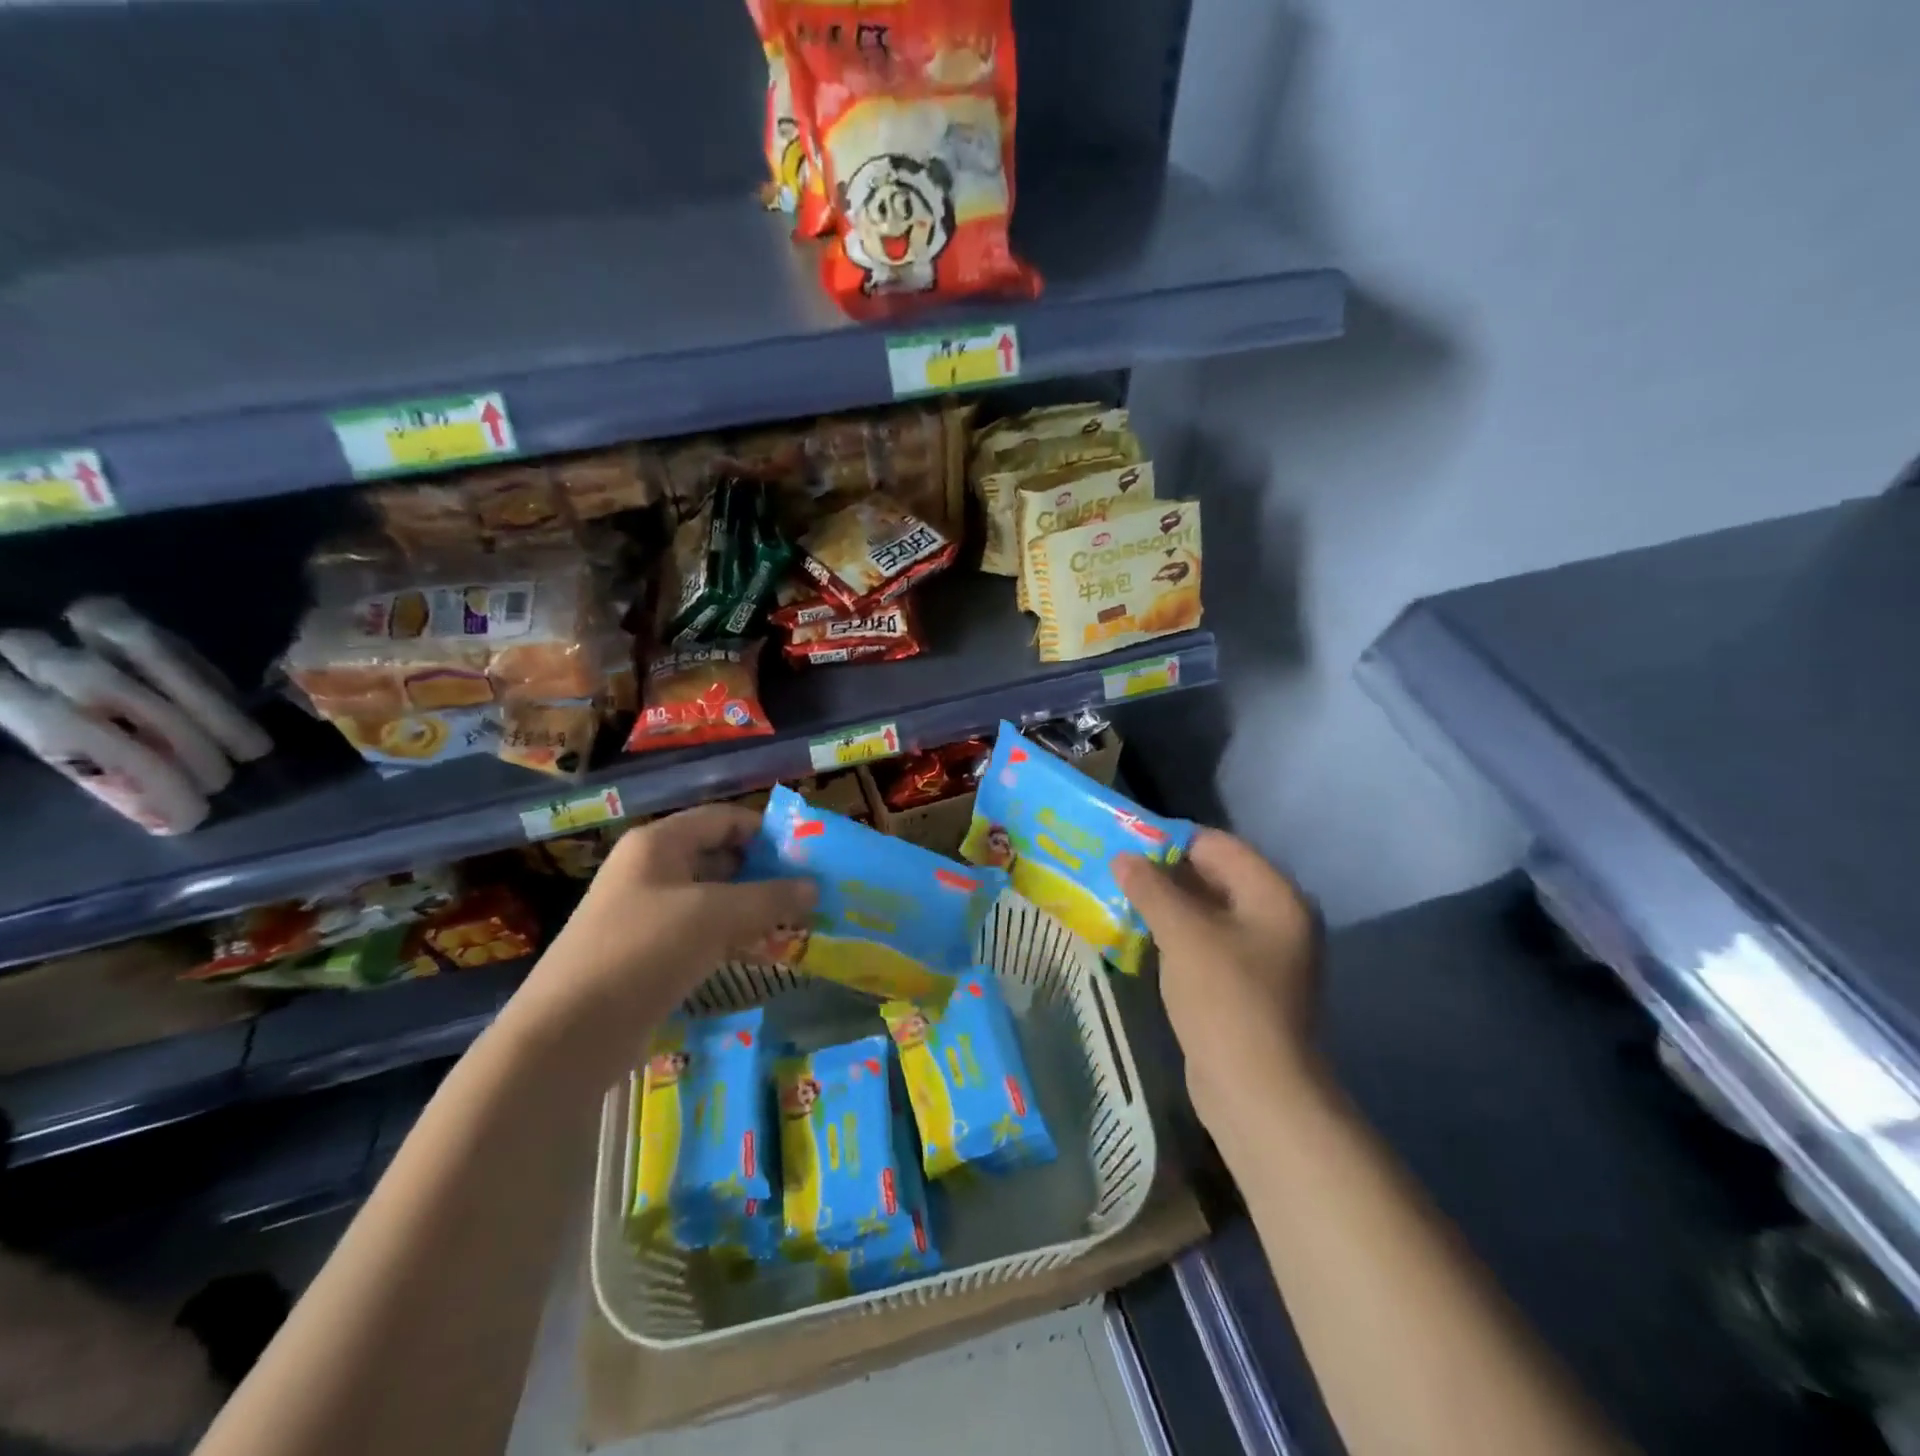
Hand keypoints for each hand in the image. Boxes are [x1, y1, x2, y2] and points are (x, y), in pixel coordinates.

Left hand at [514, 805, 814, 1076]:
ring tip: (797, 923)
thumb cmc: (645, 951)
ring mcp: (646, 912)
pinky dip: (732, 936)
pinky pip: (699, 931)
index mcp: (659, 843)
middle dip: (764, 873)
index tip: (807, 855)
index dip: (767, 832)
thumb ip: (770, 898)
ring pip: (712, 897)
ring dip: (752, 908)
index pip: (725, 818)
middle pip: (719, 856)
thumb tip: (814, 887)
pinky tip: (762, 952)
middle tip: (809, 892)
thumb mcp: (716, 916)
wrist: (569, 1033)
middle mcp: (651, 870)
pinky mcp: (647, 952)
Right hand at [1115, 830, 1324, 1135]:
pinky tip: (1140, 939)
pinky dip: (1176, 936)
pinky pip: (1206, 943)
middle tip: (1115, 873)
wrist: (1256, 1092)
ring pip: (1207, 912)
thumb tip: (1123, 857)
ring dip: (1166, 906)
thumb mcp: (1183, 934)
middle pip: (1214, 877)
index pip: (1217, 845)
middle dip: (1164, 874)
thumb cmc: (1224, 999)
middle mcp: (1276, 917)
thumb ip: (1151, 889)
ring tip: (1119, 901)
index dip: (1169, 841)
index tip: (1124, 846)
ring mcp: (1263, 954)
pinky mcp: (1245, 984)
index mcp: (1274, 895)